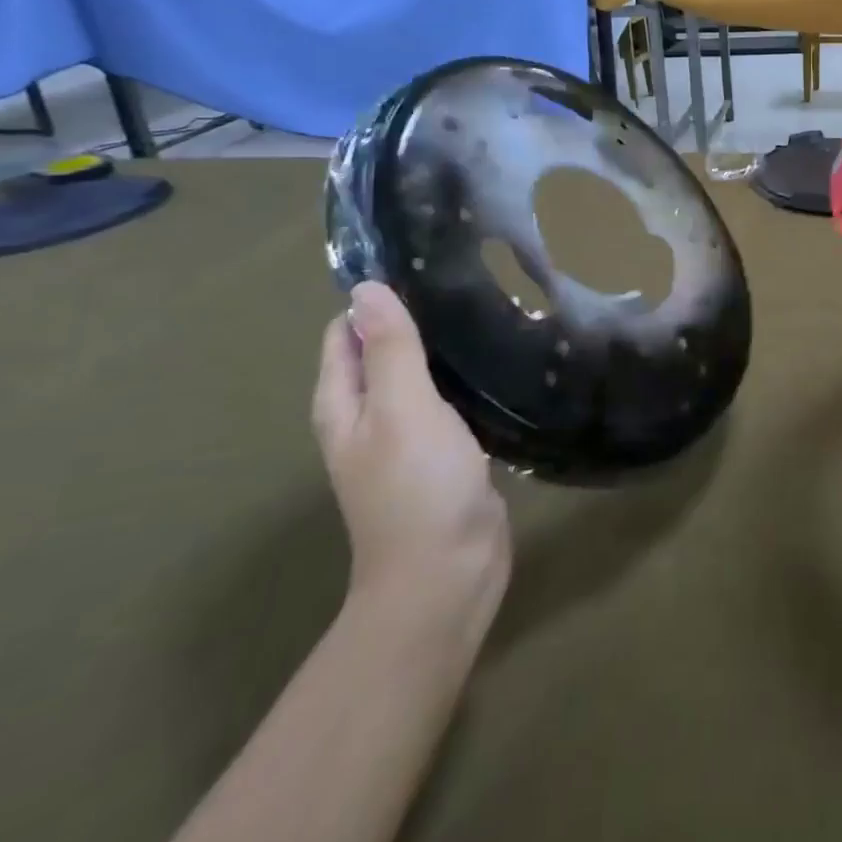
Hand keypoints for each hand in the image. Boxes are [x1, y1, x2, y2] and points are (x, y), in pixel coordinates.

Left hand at [313, 282, 510, 650]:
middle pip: (384, 350)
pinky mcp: (445, 451)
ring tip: (489, 308)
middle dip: (417, 317)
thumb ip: (389, 348)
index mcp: (344, 404)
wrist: (448, 574)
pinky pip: (449, 400)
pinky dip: (465, 376)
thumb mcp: (402, 408)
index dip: (377, 299)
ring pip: (421, 374)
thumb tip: (366, 287)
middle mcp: (369, 416)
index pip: (347, 333)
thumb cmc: (417, 486)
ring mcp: (408, 436)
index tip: (425, 267)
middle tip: (468, 281)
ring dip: (444, 347)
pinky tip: (497, 358)